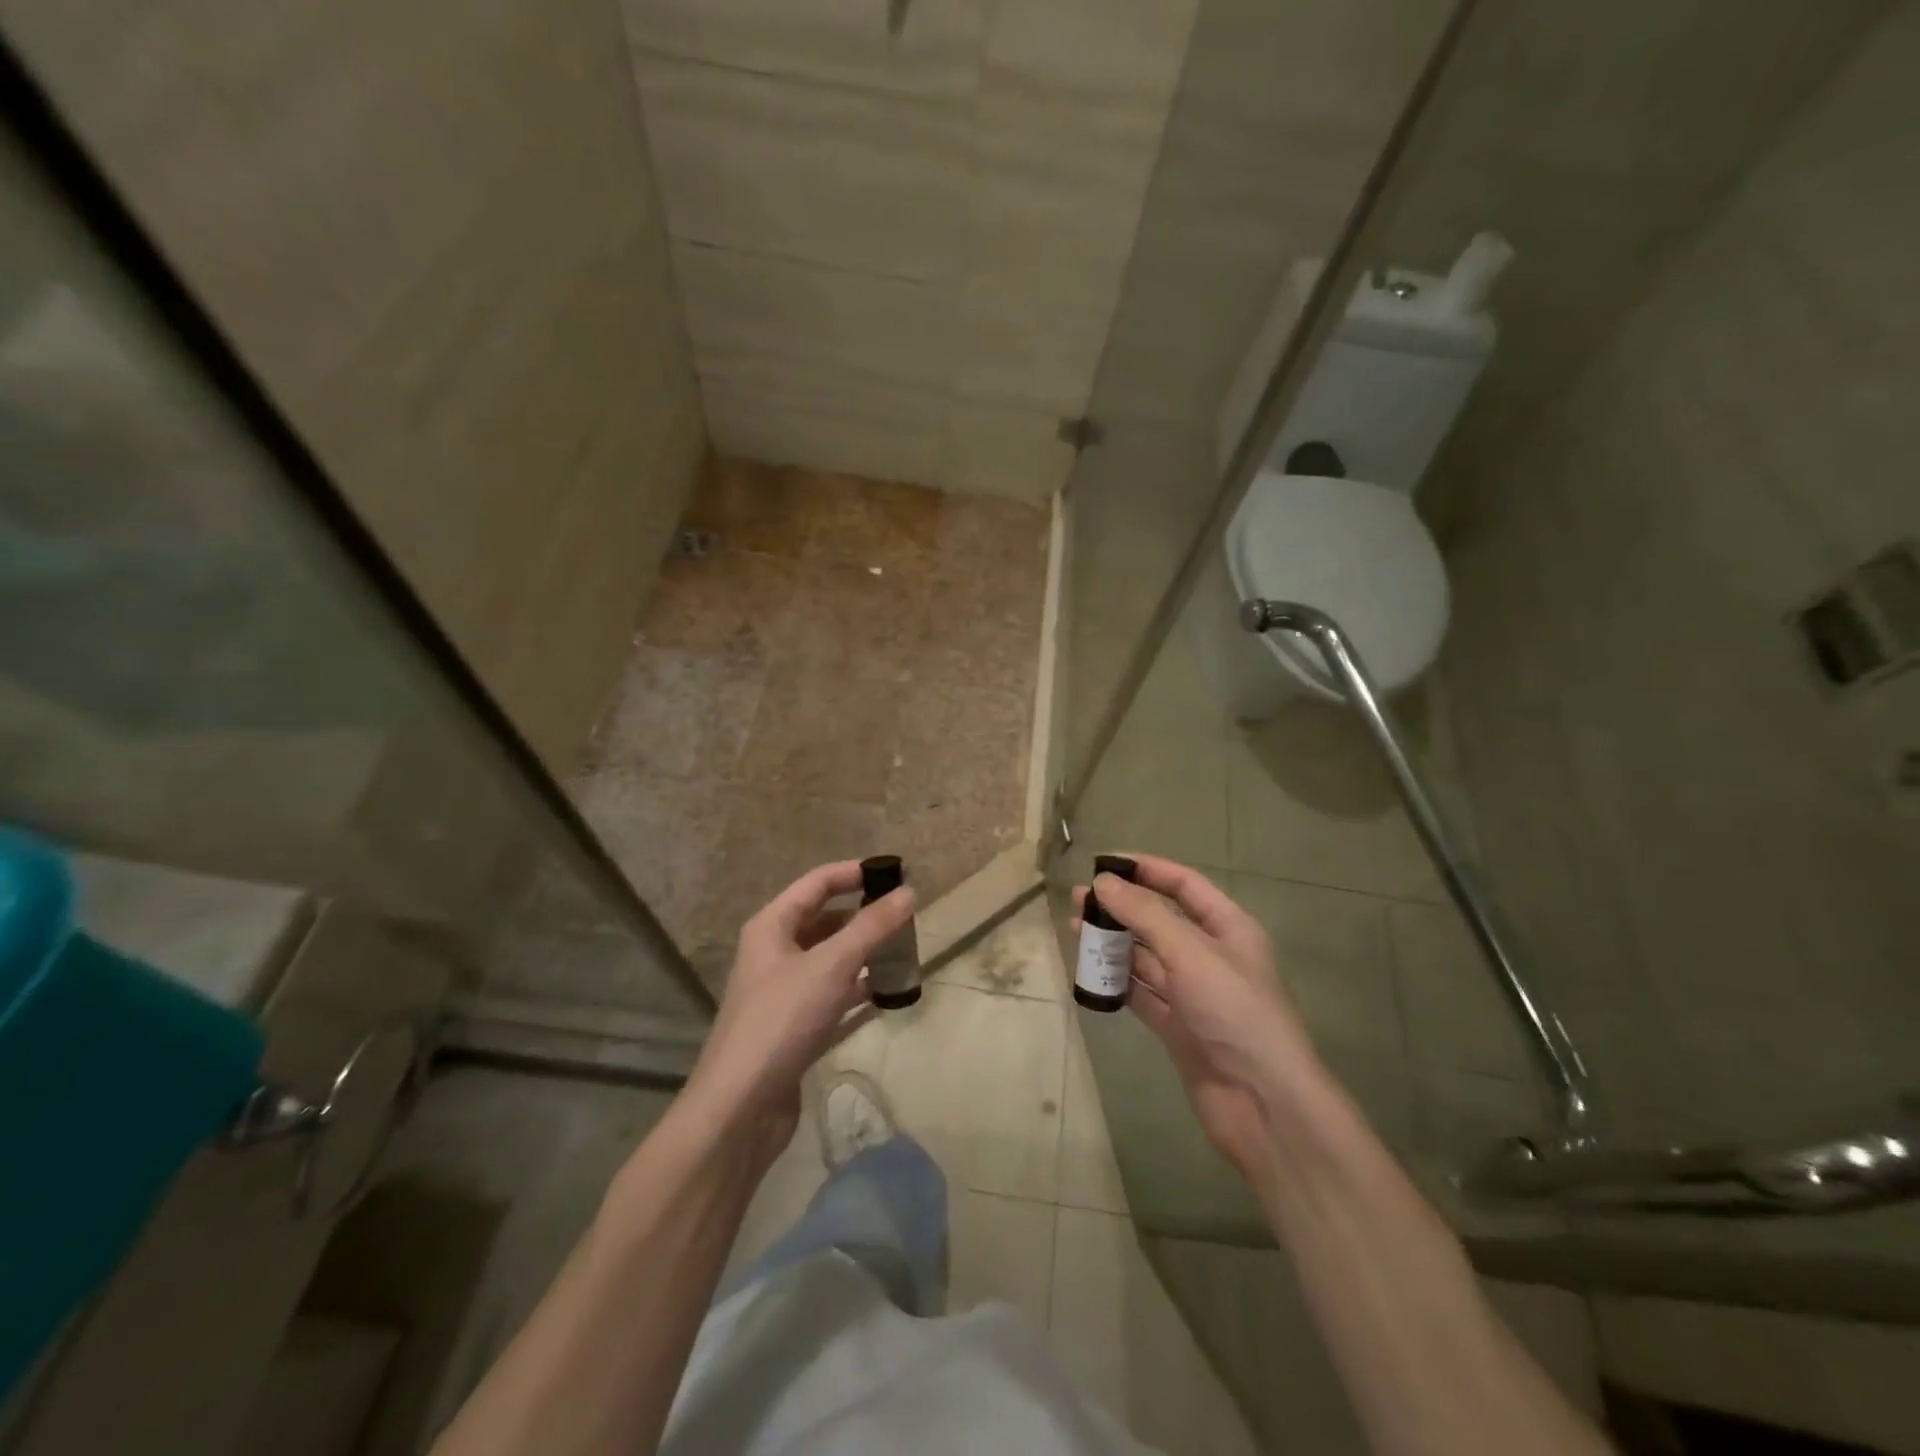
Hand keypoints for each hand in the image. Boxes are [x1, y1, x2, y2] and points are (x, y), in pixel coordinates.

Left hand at [686, 861, 914, 1165]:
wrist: (740, 1108)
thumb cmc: (782, 1020)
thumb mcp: (831, 966)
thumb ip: (871, 927)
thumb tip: (909, 892)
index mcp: (772, 926)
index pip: (817, 883)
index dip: (855, 873)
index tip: (896, 873)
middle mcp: (774, 953)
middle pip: (825, 921)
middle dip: (864, 916)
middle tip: (906, 918)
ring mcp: (784, 992)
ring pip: (831, 960)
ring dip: (865, 955)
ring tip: (905, 954)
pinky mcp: (795, 1027)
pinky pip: (833, 997)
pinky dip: (858, 992)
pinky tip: (888, 995)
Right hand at [1074, 855, 1319, 1178]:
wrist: (1264, 1104)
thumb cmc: (1234, 1012)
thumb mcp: (1190, 953)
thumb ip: (1145, 914)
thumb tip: (1103, 882)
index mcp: (1228, 928)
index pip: (1184, 885)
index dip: (1146, 869)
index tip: (1104, 863)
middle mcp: (1210, 956)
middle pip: (1159, 920)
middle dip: (1121, 908)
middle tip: (1078, 899)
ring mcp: (1193, 993)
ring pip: (1146, 957)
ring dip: (1113, 943)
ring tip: (1075, 930)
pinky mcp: (1177, 1027)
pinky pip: (1141, 994)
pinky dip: (1116, 983)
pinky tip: (1089, 973)